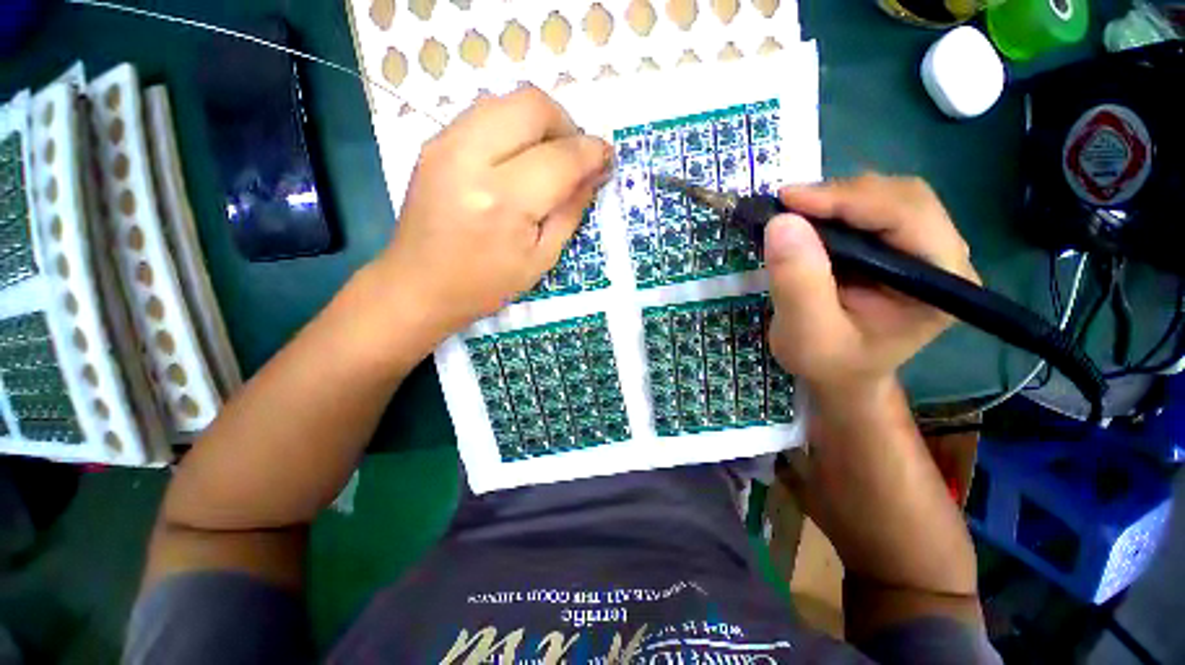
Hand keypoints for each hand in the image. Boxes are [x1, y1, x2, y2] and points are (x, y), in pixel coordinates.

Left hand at [377, 86, 612, 338]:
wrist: (418, 285)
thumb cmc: (486, 284)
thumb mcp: (542, 258)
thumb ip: (571, 210)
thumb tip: (594, 173)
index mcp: (503, 201)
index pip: (561, 157)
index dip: (592, 152)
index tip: (607, 158)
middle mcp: (470, 159)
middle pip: (532, 105)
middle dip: (566, 124)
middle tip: (575, 157)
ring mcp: (445, 144)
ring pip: (506, 100)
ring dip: (539, 122)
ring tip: (548, 157)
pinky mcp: (433, 143)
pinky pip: (484, 114)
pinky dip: (512, 127)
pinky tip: (518, 159)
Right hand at [765, 174, 979, 396]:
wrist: (840, 375)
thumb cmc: (828, 363)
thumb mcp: (806, 334)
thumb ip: (798, 283)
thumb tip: (782, 222)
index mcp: (940, 284)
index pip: (907, 217)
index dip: (848, 200)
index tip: (788, 199)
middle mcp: (944, 257)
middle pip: (902, 198)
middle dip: (842, 196)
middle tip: (787, 206)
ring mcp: (923, 249)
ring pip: (887, 197)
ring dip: (837, 198)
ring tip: (794, 214)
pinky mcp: (899, 247)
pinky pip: (871, 210)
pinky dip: (835, 208)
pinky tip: (809, 221)